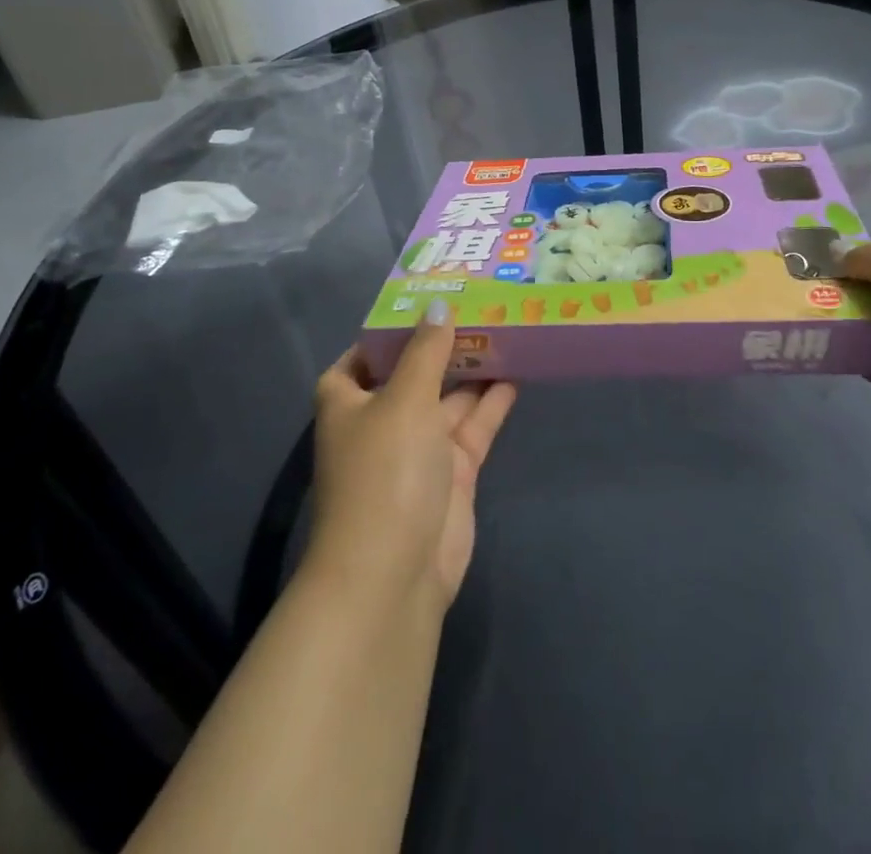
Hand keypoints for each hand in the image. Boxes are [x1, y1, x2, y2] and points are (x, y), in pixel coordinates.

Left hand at [307, 304, 517, 608]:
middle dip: (444, 341)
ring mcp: (419, 445)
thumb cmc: (384, 473)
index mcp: (350, 399)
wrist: (394, 573)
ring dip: (474, 366)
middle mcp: (382, 418)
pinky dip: (493, 401)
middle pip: (415, 370)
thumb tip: (438, 307)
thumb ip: (426, 352)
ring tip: (509, 325)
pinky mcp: (452, 470)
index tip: (429, 296)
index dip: (394, 327)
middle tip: (482, 301)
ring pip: (450, 395)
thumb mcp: (404, 400)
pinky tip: (519, 371)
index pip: (367, 352)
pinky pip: (474, 424)